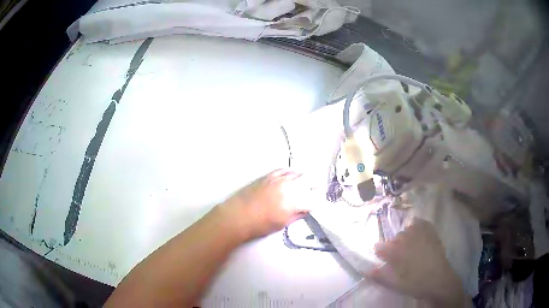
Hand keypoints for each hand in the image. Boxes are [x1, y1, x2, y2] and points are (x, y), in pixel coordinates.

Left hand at [218, 169, 313, 240]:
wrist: (238, 216)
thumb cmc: (259, 225)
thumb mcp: (283, 224)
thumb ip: (298, 214)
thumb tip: (306, 209)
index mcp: (294, 202)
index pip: (315, 199)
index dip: (318, 203)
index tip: (316, 206)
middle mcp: (289, 187)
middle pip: (310, 181)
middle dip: (314, 188)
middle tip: (313, 195)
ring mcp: (279, 179)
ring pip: (299, 174)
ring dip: (304, 180)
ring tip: (302, 188)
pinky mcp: (269, 175)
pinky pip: (286, 170)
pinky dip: (291, 175)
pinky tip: (290, 180)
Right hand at [369, 219, 468, 306]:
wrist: (438, 280)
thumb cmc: (416, 283)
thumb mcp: (396, 284)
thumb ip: (381, 276)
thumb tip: (367, 270)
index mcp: (398, 253)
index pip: (382, 247)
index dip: (380, 251)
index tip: (379, 255)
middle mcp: (409, 241)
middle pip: (396, 238)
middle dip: (393, 245)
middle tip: (396, 255)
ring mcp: (421, 235)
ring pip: (408, 229)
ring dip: (405, 236)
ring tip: (407, 244)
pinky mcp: (432, 234)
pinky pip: (423, 223)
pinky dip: (418, 224)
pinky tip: (417, 228)